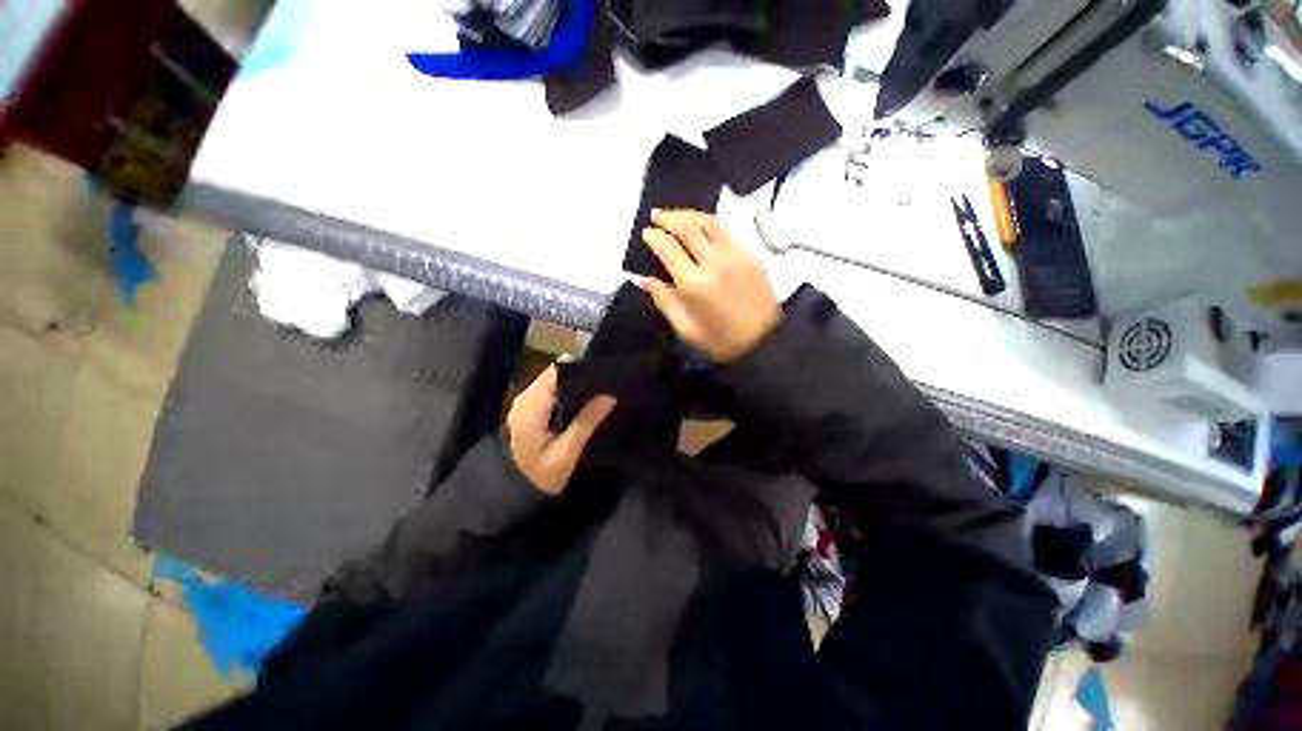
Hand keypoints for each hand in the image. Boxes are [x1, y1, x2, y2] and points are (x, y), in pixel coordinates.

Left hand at [506, 365, 615, 495]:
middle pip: (555, 373)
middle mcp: (525, 397)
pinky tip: (583, 400)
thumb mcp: (566, 454)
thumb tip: (609, 396)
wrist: (510, 494)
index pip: (557, 373)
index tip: (604, 370)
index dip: (580, 368)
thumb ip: (586, 423)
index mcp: (531, 406)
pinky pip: (549, 390)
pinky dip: (566, 391)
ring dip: (574, 382)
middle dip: (580, 374)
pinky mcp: (528, 409)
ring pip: (553, 380)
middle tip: (607, 380)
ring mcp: (524, 402)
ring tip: (600, 388)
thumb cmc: (539, 476)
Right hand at [639, 209, 781, 361]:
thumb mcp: (685, 328)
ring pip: (709, 222)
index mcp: (694, 284)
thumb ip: (664, 300)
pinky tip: (701, 225)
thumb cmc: (720, 340)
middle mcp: (714, 262)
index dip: (654, 236)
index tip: (646, 232)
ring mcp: (735, 255)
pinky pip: (726, 230)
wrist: (763, 341)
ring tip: (676, 214)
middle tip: (656, 214)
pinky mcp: (750, 254)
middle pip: (687, 227)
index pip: (668, 248)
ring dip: (689, 214)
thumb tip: (643, 279)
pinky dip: (709, 223)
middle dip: (668, 217)